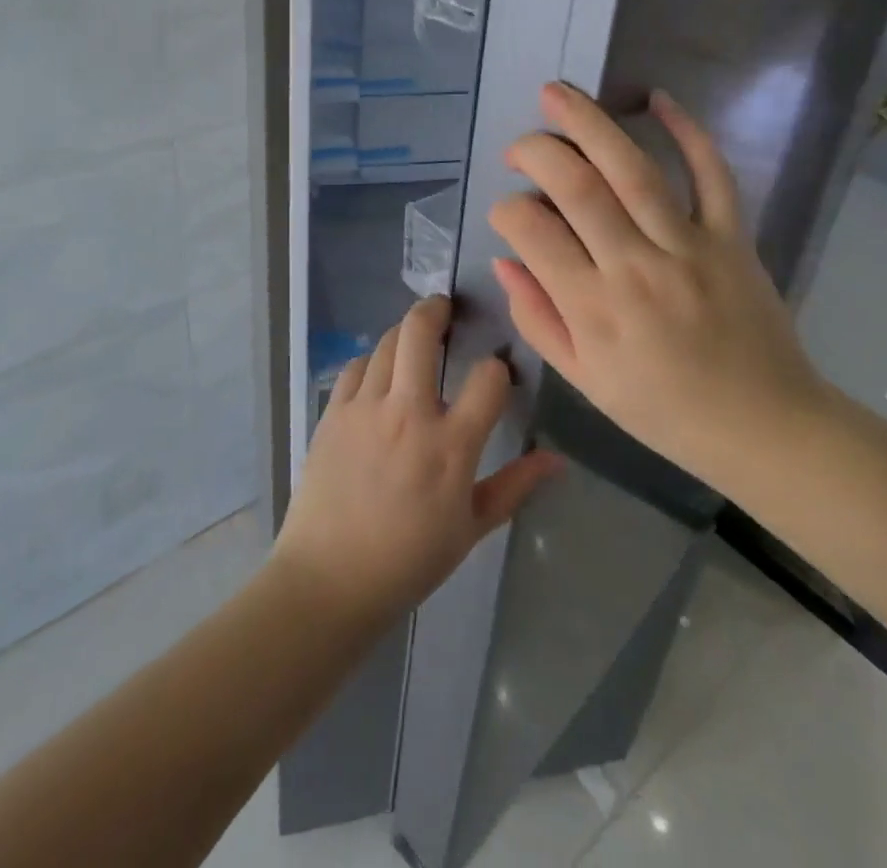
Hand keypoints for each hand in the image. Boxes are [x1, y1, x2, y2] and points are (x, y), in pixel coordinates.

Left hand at [271, 296, 561, 628]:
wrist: (329, 579)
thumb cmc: (408, 561)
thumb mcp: (471, 529)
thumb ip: (514, 487)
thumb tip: (557, 460)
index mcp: (450, 445)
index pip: (487, 379)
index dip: (497, 369)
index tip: (496, 374)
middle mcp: (407, 413)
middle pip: (420, 333)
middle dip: (436, 310)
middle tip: (445, 307)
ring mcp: (365, 408)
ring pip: (385, 343)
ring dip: (403, 332)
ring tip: (414, 337)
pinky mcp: (333, 413)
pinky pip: (354, 367)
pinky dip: (371, 360)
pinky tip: (378, 373)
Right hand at [488, 82, 828, 482]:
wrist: (764, 427)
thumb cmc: (663, 410)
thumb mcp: (584, 380)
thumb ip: (537, 318)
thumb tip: (505, 260)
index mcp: (594, 310)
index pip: (533, 233)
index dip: (507, 209)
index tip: (507, 210)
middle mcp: (636, 268)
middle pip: (578, 188)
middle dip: (537, 152)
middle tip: (518, 145)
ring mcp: (689, 247)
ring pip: (634, 170)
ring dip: (590, 124)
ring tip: (556, 93)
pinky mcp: (732, 237)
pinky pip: (712, 175)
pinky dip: (689, 132)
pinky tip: (659, 100)